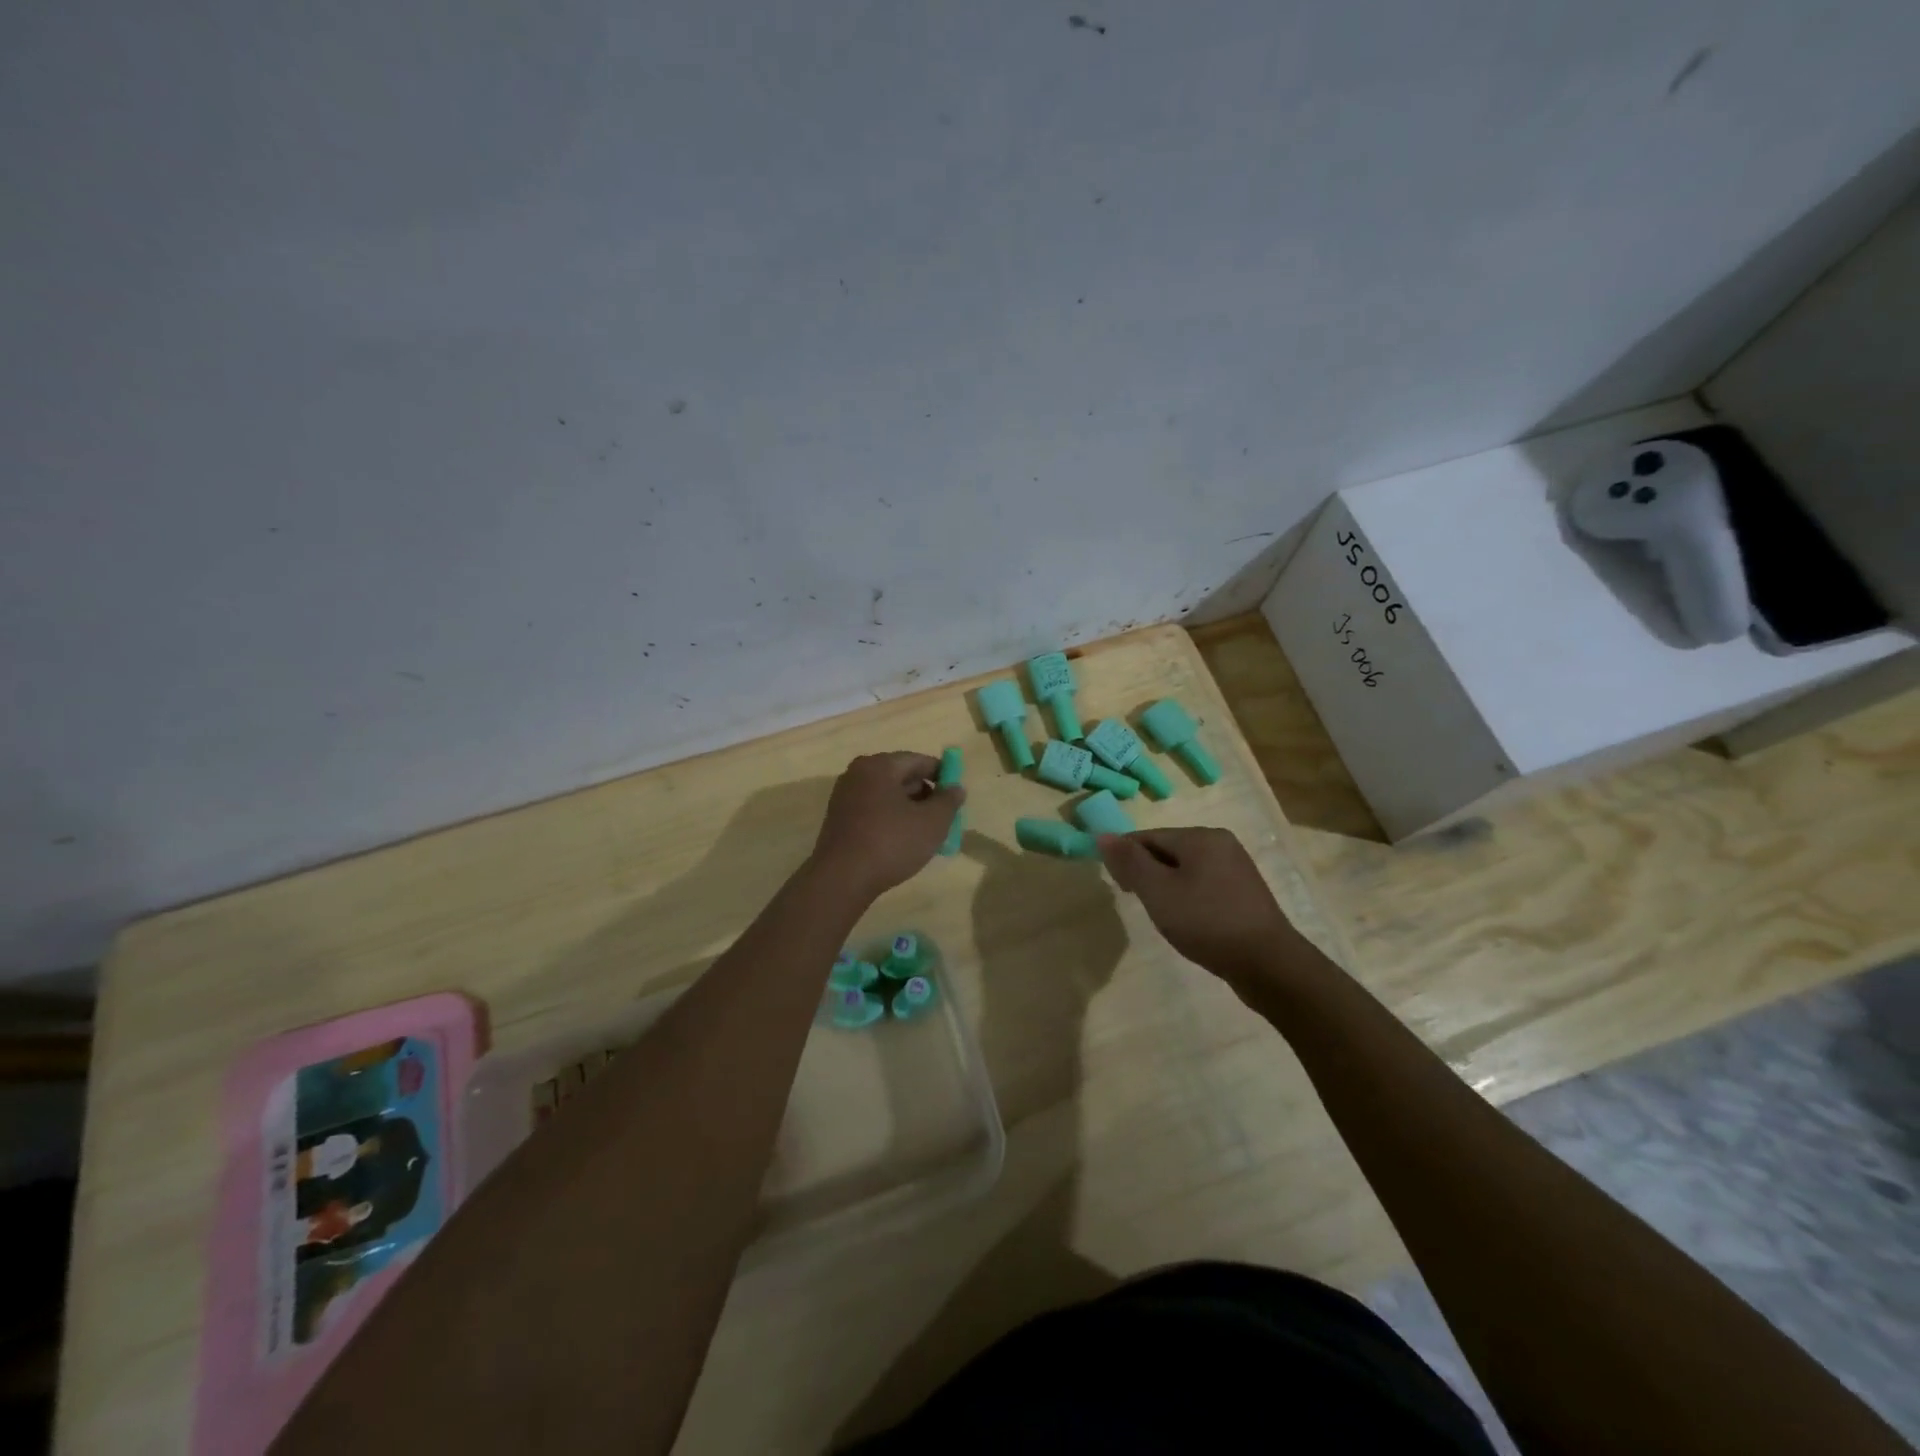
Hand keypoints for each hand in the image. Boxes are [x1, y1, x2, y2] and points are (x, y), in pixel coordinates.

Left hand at [810, 752, 965, 898]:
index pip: (918, 760)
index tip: (955, 794)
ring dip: (908, 809)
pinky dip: (890, 819)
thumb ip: (948, 801)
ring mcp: (844, 796)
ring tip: (925, 833)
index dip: (942, 774)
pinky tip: (901, 841)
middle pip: (900, 776)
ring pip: (886, 795)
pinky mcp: (838, 819)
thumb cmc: (891, 843)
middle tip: (943, 817)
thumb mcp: (932, 822)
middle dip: (925, 794)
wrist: (841, 879)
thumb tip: (956, 788)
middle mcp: (857, 774)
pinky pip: (872, 810)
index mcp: (879, 766)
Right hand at [1097, 827, 1304, 984]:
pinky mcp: (1245, 893)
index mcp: (1201, 836)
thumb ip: (1130, 861)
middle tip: (1138, 903)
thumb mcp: (1159, 891)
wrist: (1268, 965)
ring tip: (1160, 915)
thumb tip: (1103, 835)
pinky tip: (1186, 920)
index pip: (1148, 836)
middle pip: (1167, 849)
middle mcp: (1221, 843)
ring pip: (1185, 868)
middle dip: (1146, 872)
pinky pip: (1203, 884)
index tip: (1117, 886)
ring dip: (1165, 886)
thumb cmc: (1207, 922)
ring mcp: (1236, 868)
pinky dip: (1187, 896)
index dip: (1125, 857)